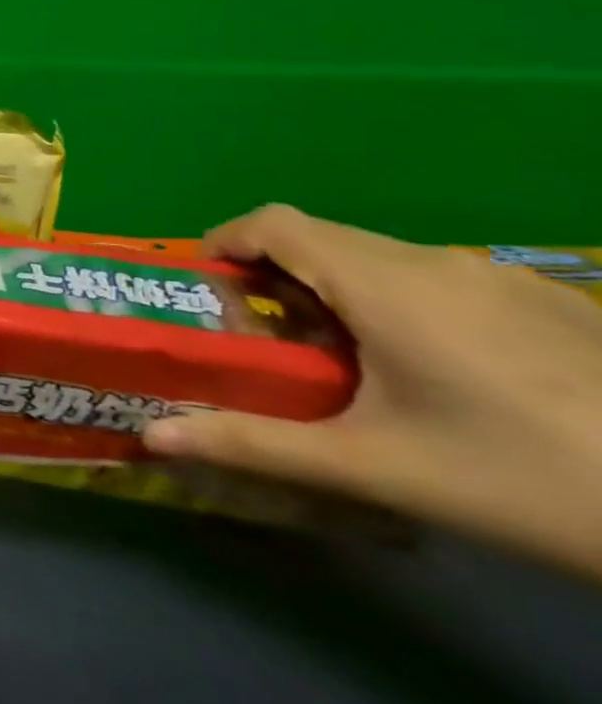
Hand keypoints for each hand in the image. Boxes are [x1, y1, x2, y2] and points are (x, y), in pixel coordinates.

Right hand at [143, 205, 601, 577]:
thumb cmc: (527, 480)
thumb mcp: (377, 468)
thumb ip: (254, 444)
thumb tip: (151, 437)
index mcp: (385, 284)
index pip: (272, 223)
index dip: (223, 243)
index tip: (208, 293)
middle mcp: (436, 263)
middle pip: (321, 239)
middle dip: (272, 277)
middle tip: (267, 342)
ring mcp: (502, 279)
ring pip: (380, 259)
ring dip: (335, 292)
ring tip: (345, 364)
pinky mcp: (552, 302)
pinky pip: (438, 280)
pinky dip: (397, 303)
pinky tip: (437, 376)